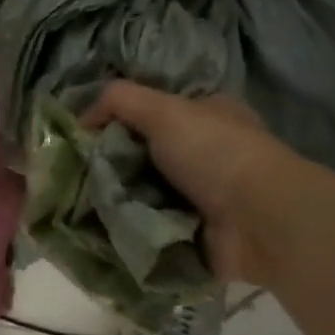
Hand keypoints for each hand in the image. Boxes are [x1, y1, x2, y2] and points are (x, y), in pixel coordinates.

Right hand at [83, 82, 305, 284]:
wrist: (259, 221)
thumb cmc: (215, 153)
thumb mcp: (165, 110)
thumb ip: (120, 100)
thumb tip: (81, 118)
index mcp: (206, 116)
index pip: (152, 113)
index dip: (117, 121)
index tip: (83, 136)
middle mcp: (204, 154)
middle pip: (142, 157)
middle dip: (111, 166)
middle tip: (75, 175)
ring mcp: (201, 197)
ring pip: (142, 194)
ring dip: (115, 201)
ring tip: (80, 205)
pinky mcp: (193, 234)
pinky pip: (150, 229)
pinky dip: (128, 230)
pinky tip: (100, 229)